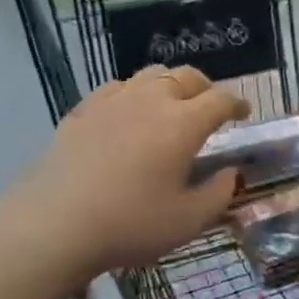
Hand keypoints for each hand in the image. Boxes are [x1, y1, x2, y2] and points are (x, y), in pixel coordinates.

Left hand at [8, 66, 249, 282]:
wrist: (55, 224)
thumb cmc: (130, 223)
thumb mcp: (188, 221)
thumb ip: (218, 194)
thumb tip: (231, 173)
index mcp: (183, 123)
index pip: (220, 100)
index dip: (237, 104)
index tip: (244, 113)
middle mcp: (152, 100)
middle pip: (187, 77)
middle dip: (206, 88)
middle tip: (210, 107)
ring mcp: (114, 101)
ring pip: (151, 75)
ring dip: (170, 85)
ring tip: (171, 105)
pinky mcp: (83, 110)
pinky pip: (117, 88)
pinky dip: (134, 93)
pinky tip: (128, 112)